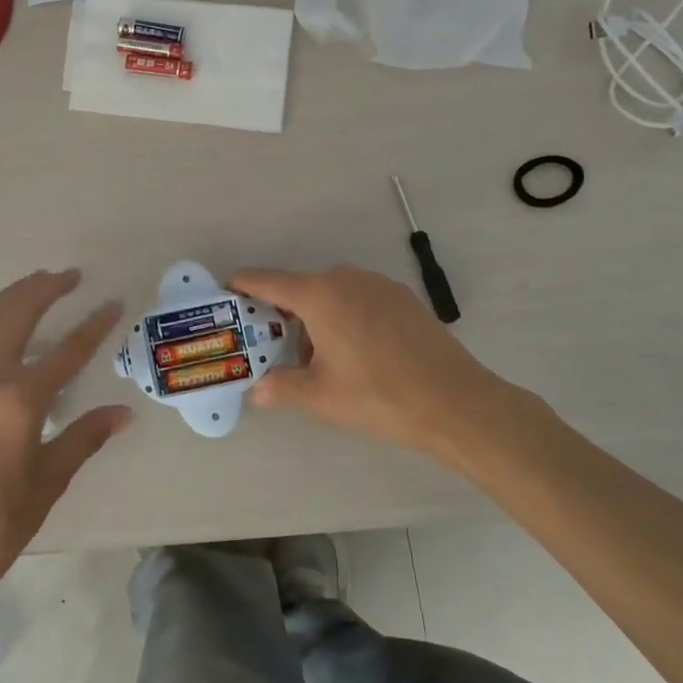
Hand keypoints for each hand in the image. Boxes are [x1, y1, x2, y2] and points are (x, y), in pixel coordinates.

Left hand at [0, 270, 132, 610]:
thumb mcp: (47, 483)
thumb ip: (84, 438)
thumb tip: (123, 413)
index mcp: (17, 401)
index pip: (66, 352)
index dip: (94, 326)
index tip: (112, 304)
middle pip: (16, 315)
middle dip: (45, 288)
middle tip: (70, 275)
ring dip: (15, 296)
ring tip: (39, 283)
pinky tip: (7, 328)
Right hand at [229, 265, 522, 460]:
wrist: (458, 403)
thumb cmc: (380, 396)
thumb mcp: (321, 396)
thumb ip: (282, 386)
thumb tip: (257, 389)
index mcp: (319, 295)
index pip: (267, 281)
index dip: (242, 285)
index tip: (225, 292)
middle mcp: (346, 278)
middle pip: (300, 288)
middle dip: (281, 313)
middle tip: (271, 345)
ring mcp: (378, 285)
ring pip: (331, 294)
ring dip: (315, 317)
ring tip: (318, 359)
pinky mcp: (402, 297)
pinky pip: (358, 299)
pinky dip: (344, 316)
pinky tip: (356, 354)